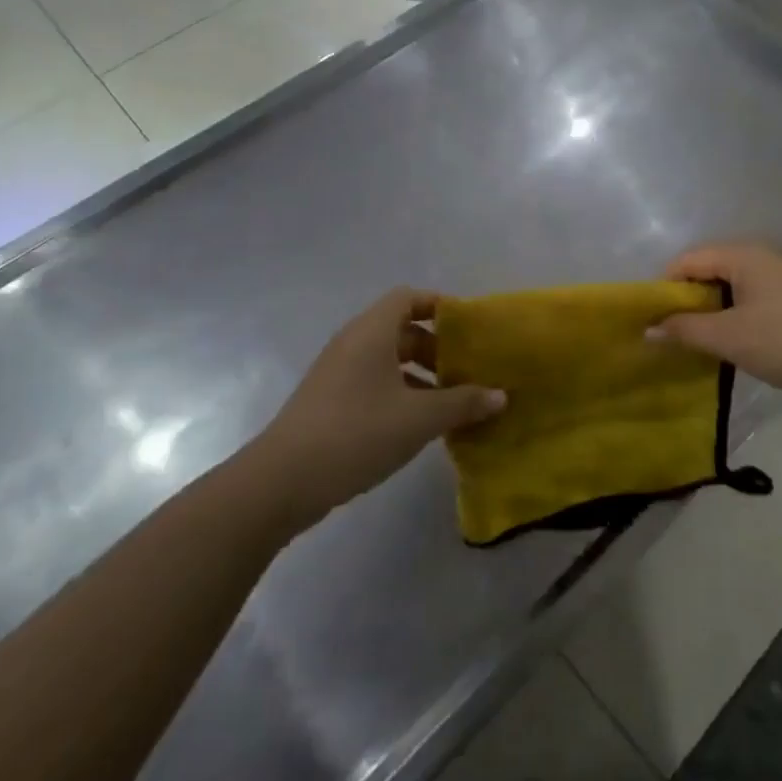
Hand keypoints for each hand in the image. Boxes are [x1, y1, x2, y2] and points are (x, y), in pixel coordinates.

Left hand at [256, 289, 505, 520]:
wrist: (280, 483)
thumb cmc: (356, 433)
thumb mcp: (419, 418)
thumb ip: (463, 403)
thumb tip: (501, 395)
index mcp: (372, 332)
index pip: (409, 297)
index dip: (440, 306)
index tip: (470, 329)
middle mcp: (353, 343)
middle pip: (402, 329)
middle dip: (437, 347)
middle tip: (468, 370)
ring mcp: (337, 374)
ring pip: (388, 360)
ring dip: (421, 375)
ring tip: (452, 401)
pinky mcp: (329, 402)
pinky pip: (374, 383)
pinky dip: (400, 394)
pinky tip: (420, 425)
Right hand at [655, 244, 781, 401]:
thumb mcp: (730, 338)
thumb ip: (685, 330)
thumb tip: (649, 328)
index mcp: (743, 254)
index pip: (687, 260)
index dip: (664, 287)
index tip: (652, 320)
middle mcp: (762, 252)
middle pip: (709, 268)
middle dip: (688, 300)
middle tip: (675, 334)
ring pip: (732, 283)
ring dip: (714, 309)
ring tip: (703, 341)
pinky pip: (754, 293)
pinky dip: (738, 312)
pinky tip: (739, 340)